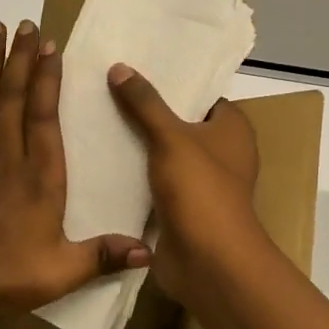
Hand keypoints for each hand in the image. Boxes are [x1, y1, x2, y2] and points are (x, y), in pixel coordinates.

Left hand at [0, 20, 150, 328]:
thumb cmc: (0, 275)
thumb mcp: (59, 273)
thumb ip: (101, 256)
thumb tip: (149, 251)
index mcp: (38, 175)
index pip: (44, 114)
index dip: (48, 77)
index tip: (51, 46)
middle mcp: (5, 154)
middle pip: (13, 94)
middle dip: (21, 56)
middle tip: (25, 23)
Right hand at [106, 63, 267, 300]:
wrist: (208, 262)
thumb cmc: (200, 190)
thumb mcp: (170, 137)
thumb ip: (145, 103)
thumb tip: (119, 67)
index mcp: (232, 128)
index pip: (200, 94)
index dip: (171, 81)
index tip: (133, 66)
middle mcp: (221, 152)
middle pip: (179, 122)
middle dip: (146, 110)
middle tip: (105, 89)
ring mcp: (201, 182)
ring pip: (164, 153)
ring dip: (137, 143)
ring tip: (95, 117)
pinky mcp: (181, 208)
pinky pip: (153, 181)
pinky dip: (133, 173)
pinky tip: (99, 158)